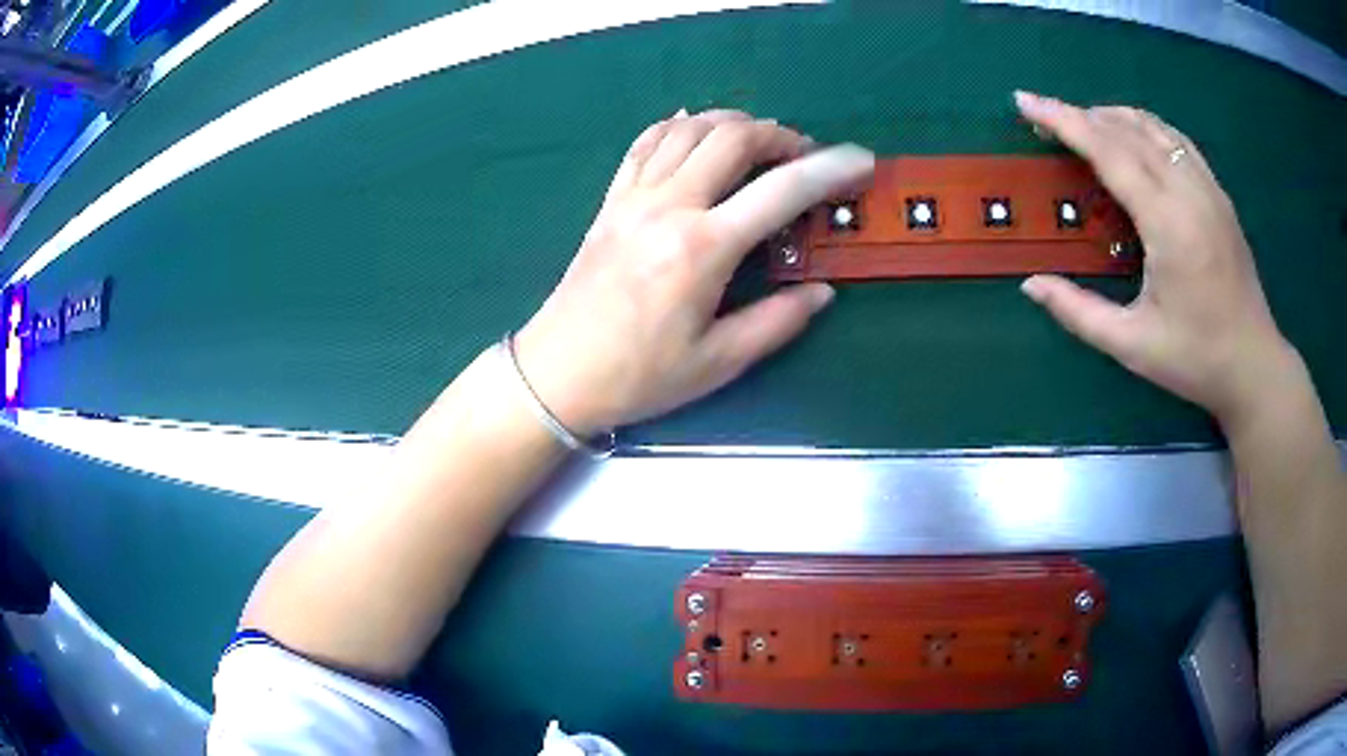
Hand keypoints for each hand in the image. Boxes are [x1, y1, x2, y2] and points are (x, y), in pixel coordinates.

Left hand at [515, 110, 873, 434]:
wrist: (557, 374)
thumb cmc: (638, 376)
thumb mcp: (717, 363)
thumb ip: (777, 322)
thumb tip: (822, 292)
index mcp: (703, 248)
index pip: (781, 189)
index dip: (830, 169)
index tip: (859, 161)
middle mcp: (668, 206)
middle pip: (732, 138)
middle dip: (779, 135)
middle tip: (803, 155)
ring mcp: (633, 198)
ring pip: (688, 129)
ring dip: (732, 123)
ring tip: (758, 141)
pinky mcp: (610, 201)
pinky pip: (645, 143)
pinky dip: (677, 125)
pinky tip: (694, 128)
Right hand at [1014, 91, 1295, 425]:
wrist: (1254, 366)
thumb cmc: (1196, 360)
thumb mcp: (1133, 345)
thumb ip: (1079, 312)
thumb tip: (1031, 284)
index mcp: (1168, 223)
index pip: (1109, 151)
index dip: (1064, 121)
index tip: (1026, 101)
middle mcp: (1189, 192)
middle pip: (1129, 129)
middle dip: (1083, 114)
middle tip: (1048, 117)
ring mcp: (1209, 190)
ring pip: (1156, 127)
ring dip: (1115, 116)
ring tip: (1085, 123)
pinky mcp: (1220, 196)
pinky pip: (1178, 141)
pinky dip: (1148, 128)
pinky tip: (1135, 138)